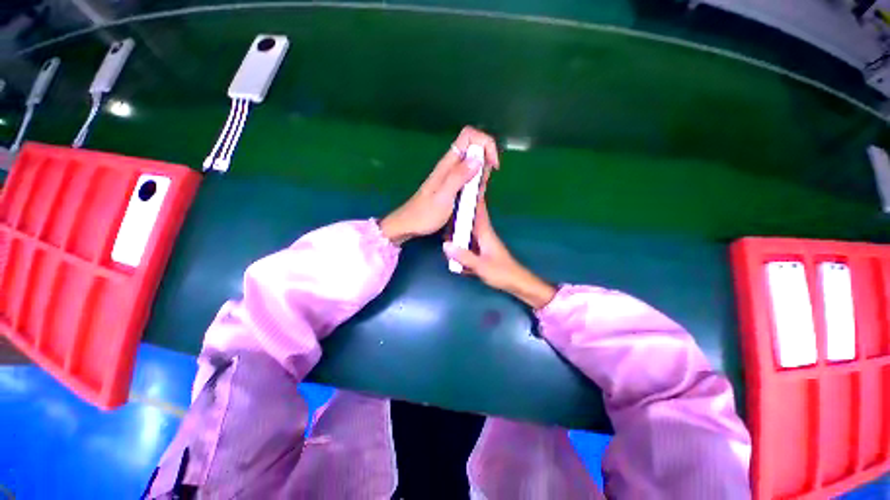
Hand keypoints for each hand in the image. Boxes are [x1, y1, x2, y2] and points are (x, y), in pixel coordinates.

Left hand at [380, 127, 498, 244]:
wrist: (409, 224)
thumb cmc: (425, 214)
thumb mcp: (443, 197)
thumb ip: (458, 177)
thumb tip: (478, 158)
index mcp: (448, 163)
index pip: (469, 136)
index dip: (486, 143)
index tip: (493, 165)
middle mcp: (450, 165)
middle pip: (474, 147)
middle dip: (486, 162)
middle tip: (483, 185)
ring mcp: (451, 174)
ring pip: (473, 163)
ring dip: (482, 175)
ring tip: (477, 194)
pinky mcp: (452, 184)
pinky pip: (469, 176)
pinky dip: (477, 183)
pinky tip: (472, 197)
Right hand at [443, 200, 556, 308]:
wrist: (517, 283)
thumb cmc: (502, 273)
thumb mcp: (482, 266)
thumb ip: (464, 256)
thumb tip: (445, 245)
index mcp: (485, 233)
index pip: (478, 209)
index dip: (473, 196)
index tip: (464, 183)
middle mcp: (483, 234)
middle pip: (469, 217)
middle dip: (459, 210)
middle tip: (445, 204)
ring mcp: (482, 242)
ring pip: (467, 230)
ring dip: (457, 227)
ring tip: (444, 224)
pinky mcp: (481, 251)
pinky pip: (467, 241)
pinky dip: (459, 241)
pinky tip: (451, 245)